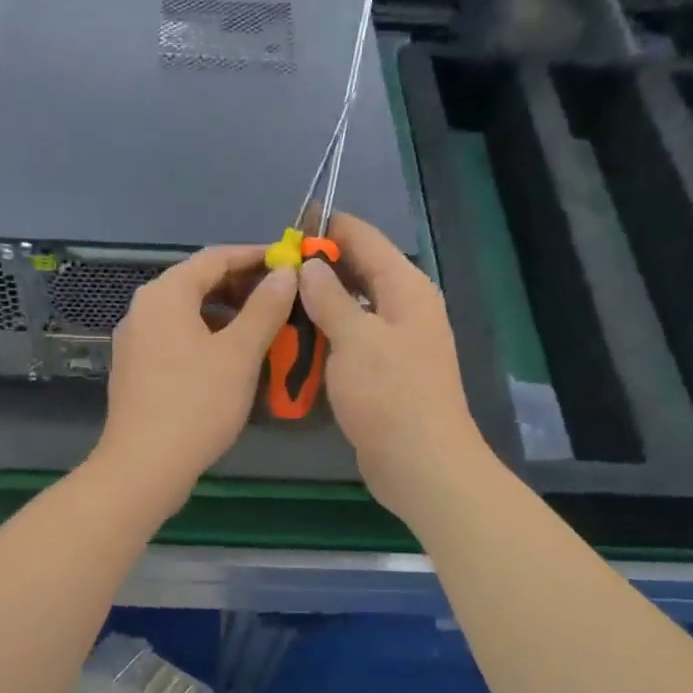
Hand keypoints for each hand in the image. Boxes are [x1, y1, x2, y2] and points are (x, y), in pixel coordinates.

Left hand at [93, 246, 297, 513]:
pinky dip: (208, 337)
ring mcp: (136, 340)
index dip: (255, 256)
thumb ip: (265, 308)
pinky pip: (177, 338)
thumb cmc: (196, 404)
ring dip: (227, 314)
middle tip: (283, 297)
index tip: (290, 262)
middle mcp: (144, 308)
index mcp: (165, 294)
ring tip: (265, 328)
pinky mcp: (137, 368)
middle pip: (198, 283)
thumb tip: (285, 273)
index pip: (215, 257)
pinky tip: (233, 357)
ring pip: (188, 313)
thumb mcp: (239, 354)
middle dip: (243, 286)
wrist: (144, 466)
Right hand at [297, 212, 490, 523]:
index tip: (287, 228)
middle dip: (318, 266)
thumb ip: (330, 297)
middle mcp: (404, 307)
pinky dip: (325, 334)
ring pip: (351, 307)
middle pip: (358, 271)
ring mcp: (396, 341)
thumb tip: (310, 266)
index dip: (328, 228)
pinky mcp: (384, 372)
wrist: (421, 464)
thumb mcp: (355, 338)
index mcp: (405, 288)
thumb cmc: (390, 394)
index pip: (365, 238)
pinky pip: (350, 339)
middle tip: (271, 270)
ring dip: (318, 303)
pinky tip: (294, 339)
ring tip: (275, 300)